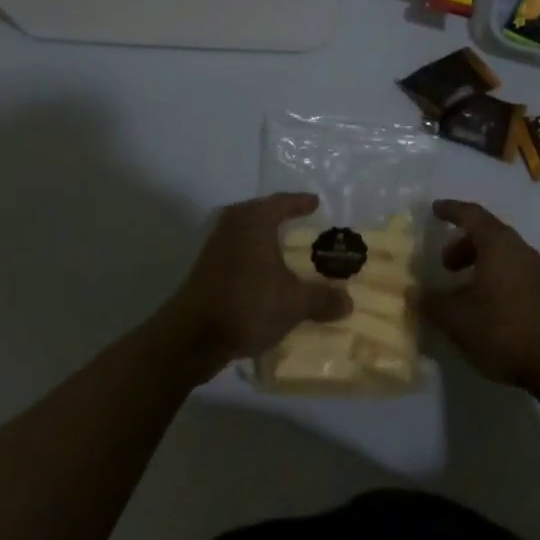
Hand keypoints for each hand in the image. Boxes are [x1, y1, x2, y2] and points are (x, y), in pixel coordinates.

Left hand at [162, 193, 350, 378]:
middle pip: (262, 215)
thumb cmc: (247, 304)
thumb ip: (321, 299)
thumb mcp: (293, 303)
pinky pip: (236, 253)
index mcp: (255, 219)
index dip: (301, 203)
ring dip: (264, 242)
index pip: (283, 202)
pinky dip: (252, 259)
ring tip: (284, 251)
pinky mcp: (204, 269)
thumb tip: (348, 301)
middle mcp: (233, 223)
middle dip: (282, 220)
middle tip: (302, 225)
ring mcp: (214, 245)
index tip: (315, 203)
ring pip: (247, 235)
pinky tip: (263, 276)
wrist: (191, 338)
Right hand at [419, 200, 539, 397]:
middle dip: (462, 243)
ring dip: (477, 263)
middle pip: (487, 233)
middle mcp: (518, 247)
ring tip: (460, 289)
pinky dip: (492, 277)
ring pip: (500, 254)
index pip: (471, 214)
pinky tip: (483, 306)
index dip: (451, 210)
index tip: (434, 209)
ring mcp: (535, 269)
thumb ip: (433, 303)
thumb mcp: (459, 319)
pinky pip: (511, 271)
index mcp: (497, 243)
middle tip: (444, 264)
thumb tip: (413, 292)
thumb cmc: (505, 330)